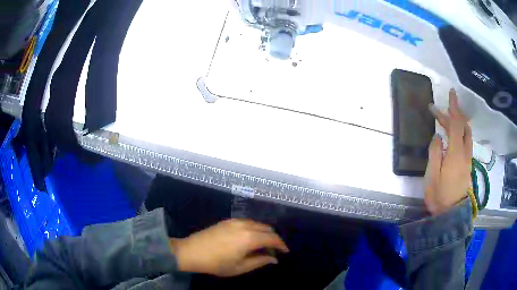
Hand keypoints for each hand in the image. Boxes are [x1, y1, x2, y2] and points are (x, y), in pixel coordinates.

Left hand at [170, 219, 288, 276]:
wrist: (191, 251)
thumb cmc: (216, 263)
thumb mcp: (240, 267)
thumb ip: (260, 261)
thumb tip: (274, 259)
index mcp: (250, 237)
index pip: (273, 238)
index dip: (281, 245)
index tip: (285, 252)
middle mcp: (245, 225)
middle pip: (267, 229)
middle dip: (273, 239)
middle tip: (273, 251)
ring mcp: (235, 221)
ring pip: (257, 224)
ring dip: (264, 233)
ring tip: (262, 246)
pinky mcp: (227, 220)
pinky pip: (247, 222)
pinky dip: (254, 229)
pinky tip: (249, 239)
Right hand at [426, 89, 472, 214]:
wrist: (452, 215)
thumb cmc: (440, 196)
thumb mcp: (432, 176)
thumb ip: (434, 153)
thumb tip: (437, 136)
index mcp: (455, 154)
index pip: (456, 124)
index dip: (454, 108)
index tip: (451, 93)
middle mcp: (465, 153)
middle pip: (462, 127)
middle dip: (451, 115)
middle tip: (436, 111)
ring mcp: (467, 159)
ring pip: (466, 134)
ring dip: (457, 123)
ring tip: (446, 120)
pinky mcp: (467, 164)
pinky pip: (466, 142)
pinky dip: (460, 132)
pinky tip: (453, 135)